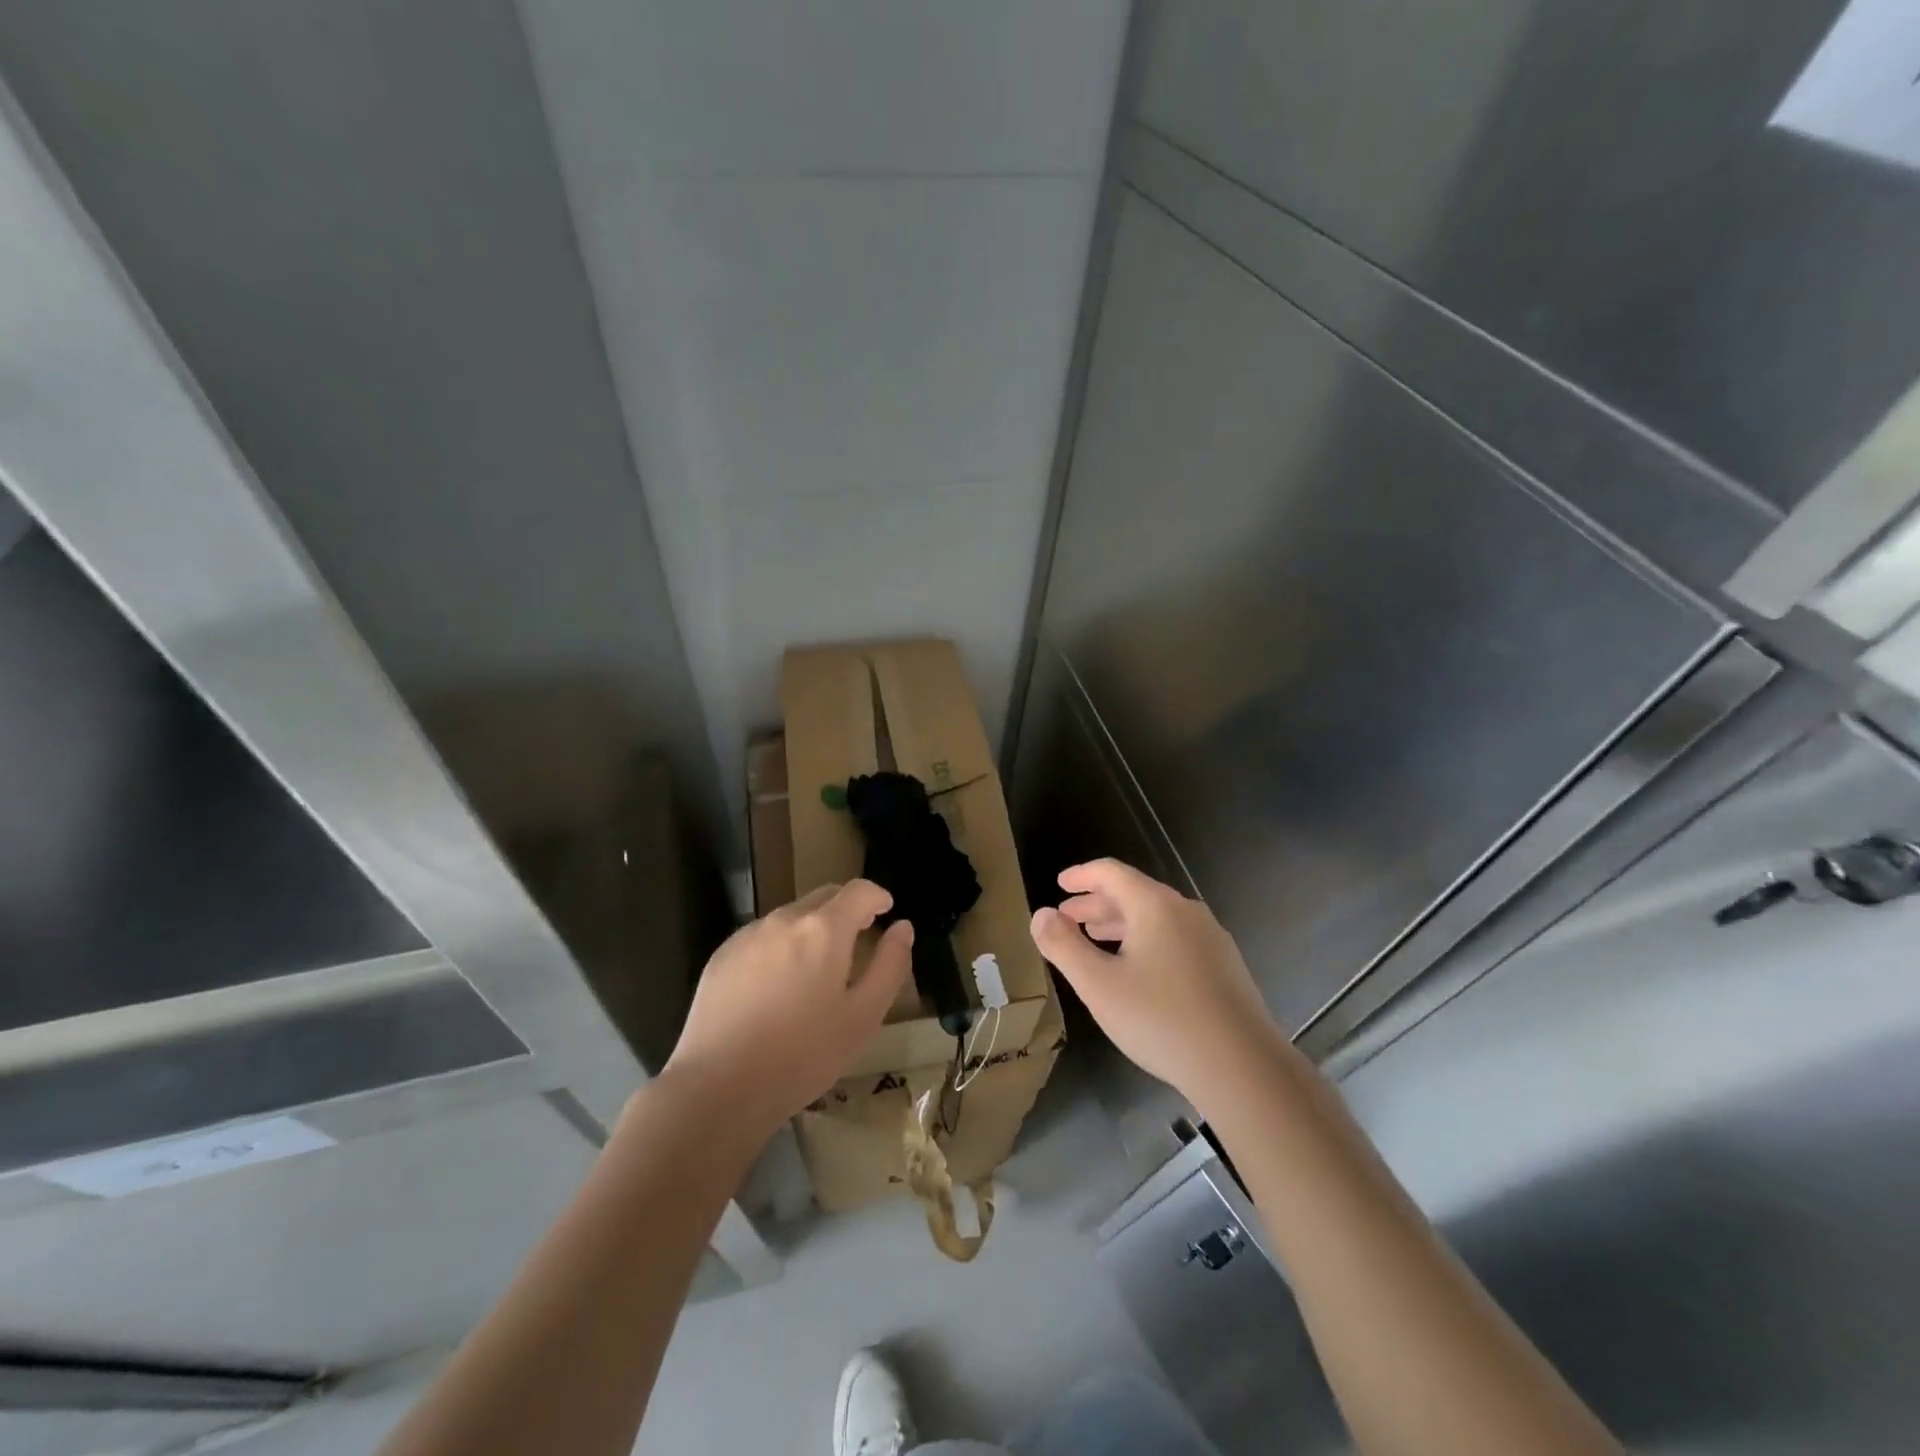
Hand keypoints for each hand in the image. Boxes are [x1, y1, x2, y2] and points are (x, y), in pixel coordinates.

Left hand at [663, 880, 912, 1141]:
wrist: (718, 1088)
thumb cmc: (803, 1055)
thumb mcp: (864, 1016)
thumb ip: (890, 965)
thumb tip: (902, 928)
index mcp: (824, 929)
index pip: (858, 890)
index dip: (877, 896)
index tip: (886, 912)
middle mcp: (785, 919)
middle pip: (824, 896)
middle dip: (847, 909)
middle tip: (859, 937)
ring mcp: (748, 935)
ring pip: (792, 916)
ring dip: (812, 928)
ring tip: (817, 969)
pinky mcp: (722, 955)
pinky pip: (763, 937)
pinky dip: (781, 946)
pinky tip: (777, 987)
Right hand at [1029, 859, 1286, 1113]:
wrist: (1244, 1068)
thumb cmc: (1161, 1020)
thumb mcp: (1098, 985)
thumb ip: (1064, 946)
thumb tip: (1041, 915)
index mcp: (1155, 906)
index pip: (1112, 873)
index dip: (1081, 875)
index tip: (1060, 884)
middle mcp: (1186, 912)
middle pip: (1135, 893)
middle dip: (1097, 903)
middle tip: (1068, 918)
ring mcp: (1211, 939)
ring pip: (1157, 918)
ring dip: (1121, 924)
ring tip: (1096, 940)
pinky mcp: (1225, 967)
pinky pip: (1176, 938)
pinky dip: (1146, 941)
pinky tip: (1138, 971)